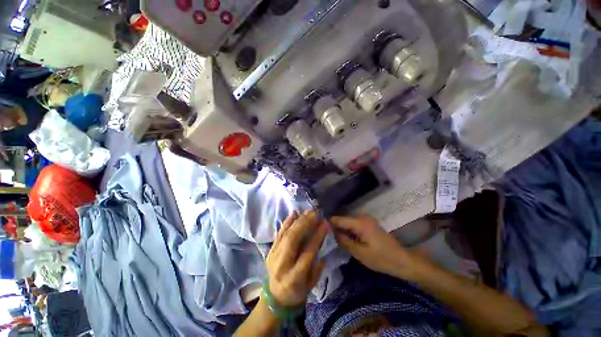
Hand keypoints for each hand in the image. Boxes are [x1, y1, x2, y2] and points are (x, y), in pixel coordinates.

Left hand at [266, 211, 328, 306]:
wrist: (275, 297)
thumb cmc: (297, 293)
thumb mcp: (310, 286)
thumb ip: (317, 268)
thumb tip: (322, 246)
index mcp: (294, 277)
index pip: (307, 252)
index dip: (317, 237)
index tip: (325, 224)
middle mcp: (282, 265)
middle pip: (293, 240)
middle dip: (305, 224)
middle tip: (315, 213)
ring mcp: (273, 256)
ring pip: (285, 234)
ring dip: (297, 221)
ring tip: (308, 211)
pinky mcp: (270, 250)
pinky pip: (279, 234)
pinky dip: (286, 223)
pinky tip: (294, 213)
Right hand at [331, 215, 413, 277]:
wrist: (402, 260)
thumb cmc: (381, 258)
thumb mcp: (360, 253)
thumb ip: (344, 241)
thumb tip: (331, 232)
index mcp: (360, 223)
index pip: (339, 219)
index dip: (329, 223)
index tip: (319, 227)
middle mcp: (362, 217)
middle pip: (343, 220)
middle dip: (334, 227)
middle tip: (325, 235)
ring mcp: (367, 220)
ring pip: (348, 222)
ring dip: (341, 229)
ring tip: (333, 237)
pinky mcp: (369, 224)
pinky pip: (354, 224)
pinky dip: (348, 230)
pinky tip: (345, 237)